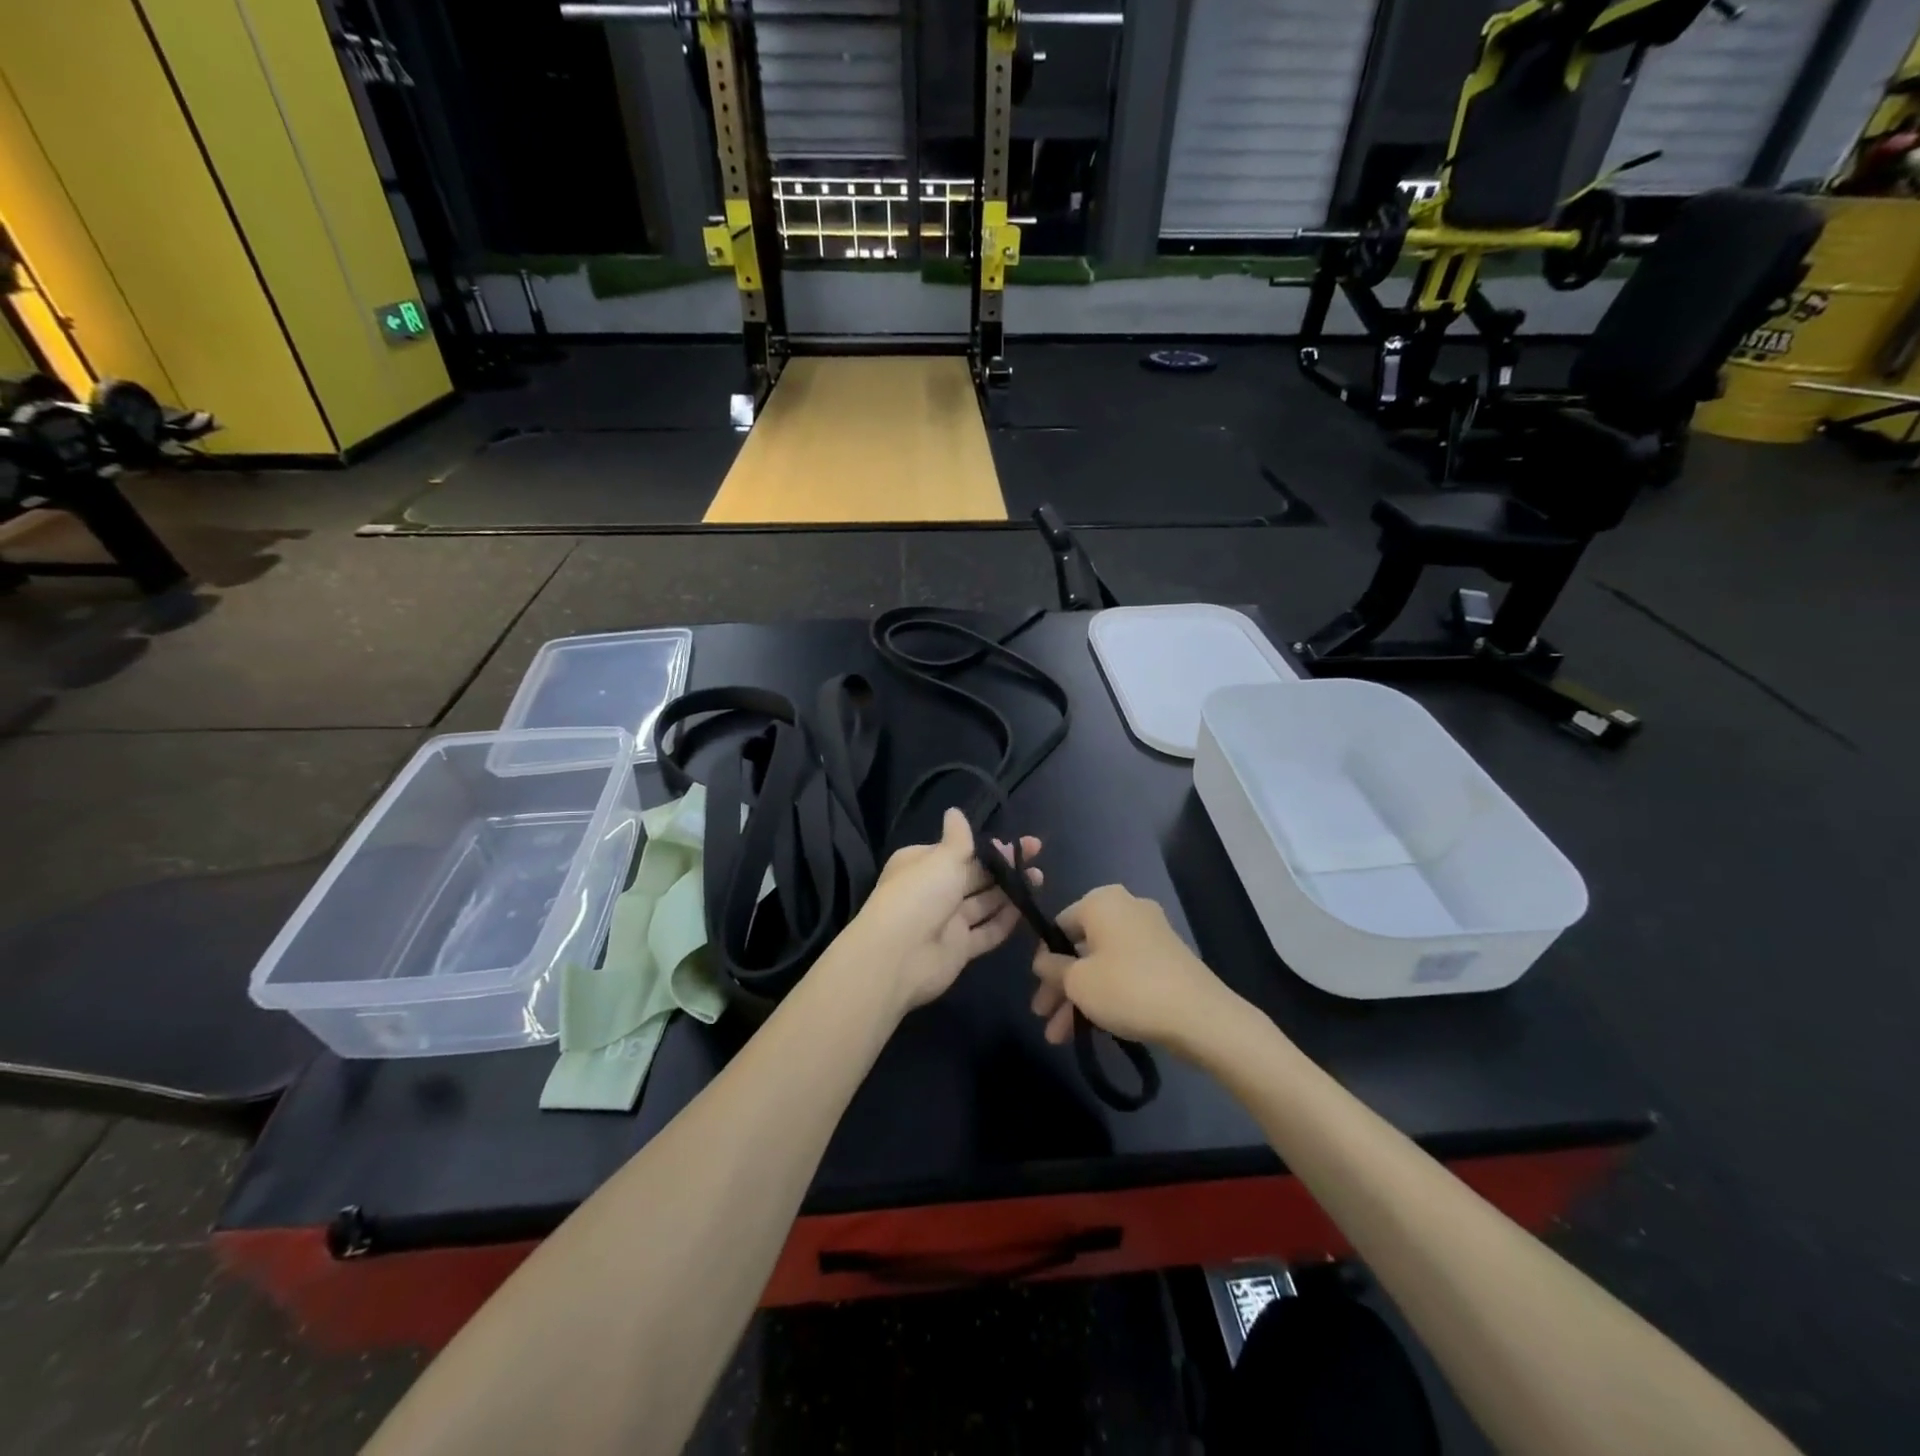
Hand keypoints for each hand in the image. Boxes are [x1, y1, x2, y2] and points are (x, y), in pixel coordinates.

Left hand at [832, 808, 1041, 1013]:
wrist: (898, 957)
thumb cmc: (919, 895)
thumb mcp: (941, 859)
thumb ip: (957, 839)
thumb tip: (954, 811)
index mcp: (922, 864)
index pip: (958, 851)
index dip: (986, 847)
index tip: (1012, 843)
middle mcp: (934, 891)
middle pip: (974, 875)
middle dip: (1003, 866)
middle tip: (1035, 855)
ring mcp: (947, 922)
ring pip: (984, 902)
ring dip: (1010, 891)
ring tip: (1039, 878)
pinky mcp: (959, 948)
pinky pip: (986, 931)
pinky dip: (1005, 921)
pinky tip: (1027, 908)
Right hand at [1030, 884, 1233, 1052]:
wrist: (1199, 1016)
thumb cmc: (1127, 988)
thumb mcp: (1077, 981)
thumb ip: (1052, 968)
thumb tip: (1042, 961)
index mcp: (1102, 901)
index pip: (1059, 925)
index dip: (1044, 960)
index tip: (1037, 991)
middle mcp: (1127, 908)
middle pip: (1080, 947)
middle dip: (1060, 986)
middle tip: (1044, 1019)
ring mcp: (1150, 933)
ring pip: (1102, 964)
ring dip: (1080, 998)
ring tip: (1062, 1038)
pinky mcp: (1167, 958)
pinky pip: (1125, 971)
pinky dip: (1107, 994)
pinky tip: (1093, 1028)